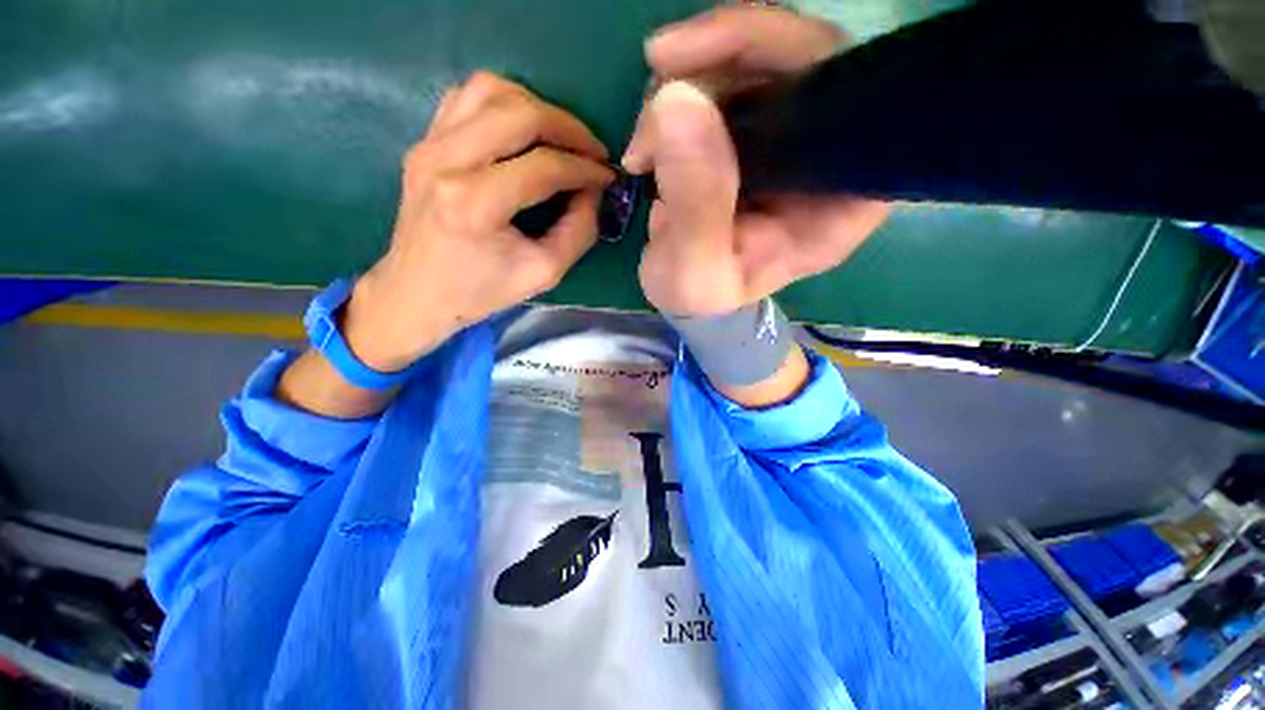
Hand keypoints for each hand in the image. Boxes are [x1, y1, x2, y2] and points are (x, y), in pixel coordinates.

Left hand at [344, 72, 613, 370]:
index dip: (585, 168)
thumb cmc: (482, 291)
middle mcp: (446, 161)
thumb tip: (593, 189)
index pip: (544, 166)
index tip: (607, 176)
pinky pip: (467, 97)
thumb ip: (579, 230)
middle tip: (591, 150)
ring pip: (491, 90)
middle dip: (568, 127)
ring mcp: (428, 145)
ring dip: (536, 108)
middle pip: (519, 113)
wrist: (417, 292)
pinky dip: (504, 104)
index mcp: (475, 204)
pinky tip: (522, 132)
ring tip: (559, 138)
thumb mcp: (544, 273)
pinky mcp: (423, 141)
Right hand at [624, 6, 889, 315]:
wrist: (682, 295)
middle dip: (725, 54)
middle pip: (806, 59)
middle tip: (660, 73)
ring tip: (646, 138)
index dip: (792, 57)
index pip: (850, 101)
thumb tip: (677, 103)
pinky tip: (651, 131)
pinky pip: (729, 75)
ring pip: (761, 59)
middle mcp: (827, 160)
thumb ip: (696, 205)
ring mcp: (792, 138)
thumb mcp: (695, 273)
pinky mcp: (757, 129)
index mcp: (838, 203)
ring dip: (692, 77)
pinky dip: (682, 87)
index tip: (712, 63)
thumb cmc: (700, 297)